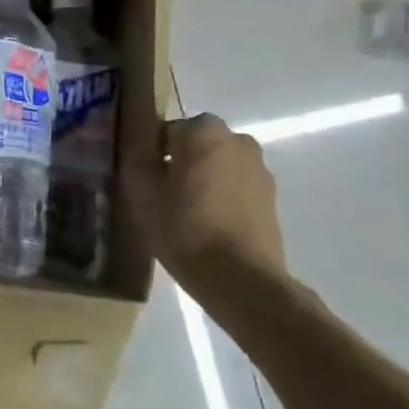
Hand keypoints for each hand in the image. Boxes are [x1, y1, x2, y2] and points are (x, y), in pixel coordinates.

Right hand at [127, 113, 286, 305]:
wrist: (242, 278)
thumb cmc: (184, 228)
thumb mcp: (141, 193)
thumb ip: (136, 158)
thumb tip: (139, 146)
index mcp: (201, 130)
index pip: (166, 130)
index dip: (152, 154)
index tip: (146, 181)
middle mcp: (236, 138)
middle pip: (195, 144)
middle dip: (180, 162)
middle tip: (163, 195)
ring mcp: (259, 167)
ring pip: (218, 163)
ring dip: (203, 178)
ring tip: (187, 213)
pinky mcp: (272, 195)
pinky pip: (236, 184)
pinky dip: (223, 195)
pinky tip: (210, 224)